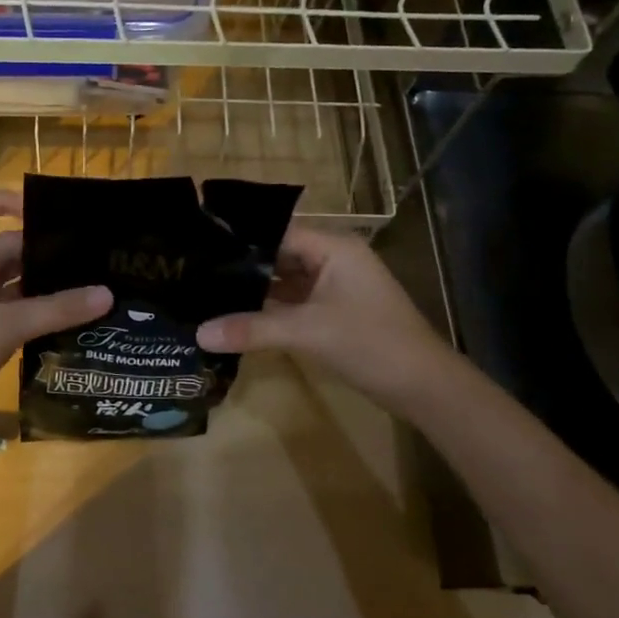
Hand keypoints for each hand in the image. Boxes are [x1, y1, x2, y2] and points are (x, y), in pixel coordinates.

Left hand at [0, 190, 109, 449]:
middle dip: (36, 250)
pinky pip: (8, 312)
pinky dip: (33, 311)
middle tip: (82, 253)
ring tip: (82, 280)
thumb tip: (106, 294)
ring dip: (38, 284)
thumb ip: (57, 309)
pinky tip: (66, 314)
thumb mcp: (5, 326)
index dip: (2, 202)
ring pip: (6, 284)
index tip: (40, 211)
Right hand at [196, 226, 454, 414]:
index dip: (240, 239)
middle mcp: (333, 259)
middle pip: (279, 254)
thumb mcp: (307, 332)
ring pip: (285, 280)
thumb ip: (252, 329)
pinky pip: (294, 301)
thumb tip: (199, 333)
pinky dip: (269, 308)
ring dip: (255, 288)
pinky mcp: (333, 311)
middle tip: (195, 270)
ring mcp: (335, 286)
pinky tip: (237, 315)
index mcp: (333, 247)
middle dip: (243, 265)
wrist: (423, 385)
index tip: (199, 246)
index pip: (277, 232)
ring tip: (207, 290)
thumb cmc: (370, 343)